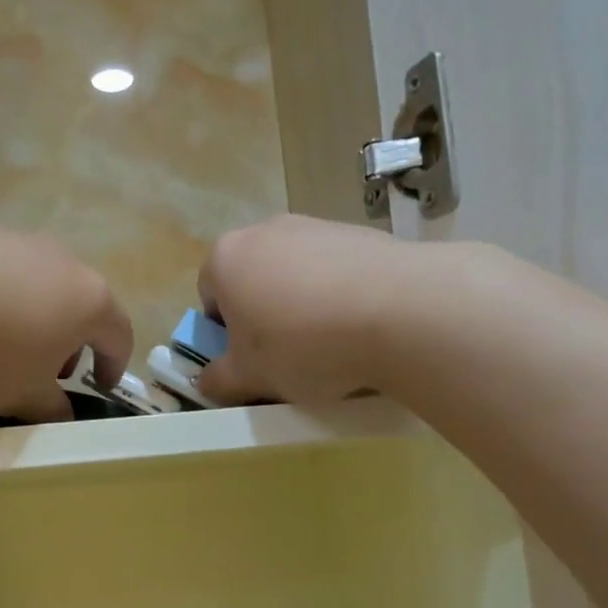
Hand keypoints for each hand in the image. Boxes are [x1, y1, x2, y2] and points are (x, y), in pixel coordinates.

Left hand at [0, 200, 132, 421]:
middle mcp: (66, 263)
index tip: (100, 387)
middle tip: (47, 373)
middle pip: (82, 307)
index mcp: (91, 302)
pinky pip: (4, 273)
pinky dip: (0, 299)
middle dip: (71, 343)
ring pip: (43, 288)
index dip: (114, 366)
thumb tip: (62, 415)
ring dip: (35, 320)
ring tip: (3, 346)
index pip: (120, 336)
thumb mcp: (22, 396)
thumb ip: (51, 410)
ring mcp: (22, 242)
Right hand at [195, 215, 416, 405]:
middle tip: (286, 357)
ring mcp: (316, 226)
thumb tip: (207, 381)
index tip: (249, 361)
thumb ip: (218, 380)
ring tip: (331, 346)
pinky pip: (337, 272)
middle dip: (264, 317)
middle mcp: (266, 230)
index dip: (224, 334)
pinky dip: (341, 296)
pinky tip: (361, 327)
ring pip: (296, 275)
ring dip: (303, 306)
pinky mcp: (361, 234)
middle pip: (254, 281)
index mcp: (226, 257)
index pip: (208, 297)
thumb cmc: (302, 344)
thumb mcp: (249, 377)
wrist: (400, 312)